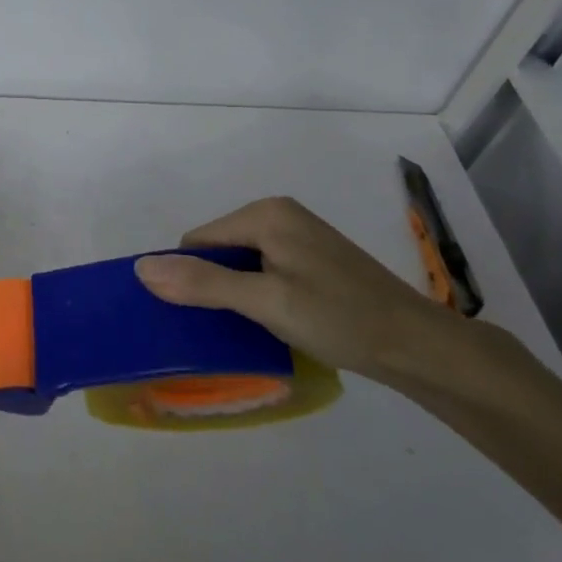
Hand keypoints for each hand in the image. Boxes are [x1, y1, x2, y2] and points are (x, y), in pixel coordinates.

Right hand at [134, 196, 476, 386]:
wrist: (421, 347)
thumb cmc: (340, 318)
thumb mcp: (265, 302)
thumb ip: (203, 283)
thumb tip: (140, 267)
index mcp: (265, 214)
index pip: (198, 241)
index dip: (189, 278)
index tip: (199, 318)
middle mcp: (280, 215)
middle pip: (219, 250)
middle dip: (213, 286)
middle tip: (228, 327)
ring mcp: (300, 237)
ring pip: (241, 264)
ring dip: (236, 294)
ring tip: (250, 330)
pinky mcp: (314, 260)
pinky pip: (265, 271)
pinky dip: (259, 295)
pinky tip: (273, 323)